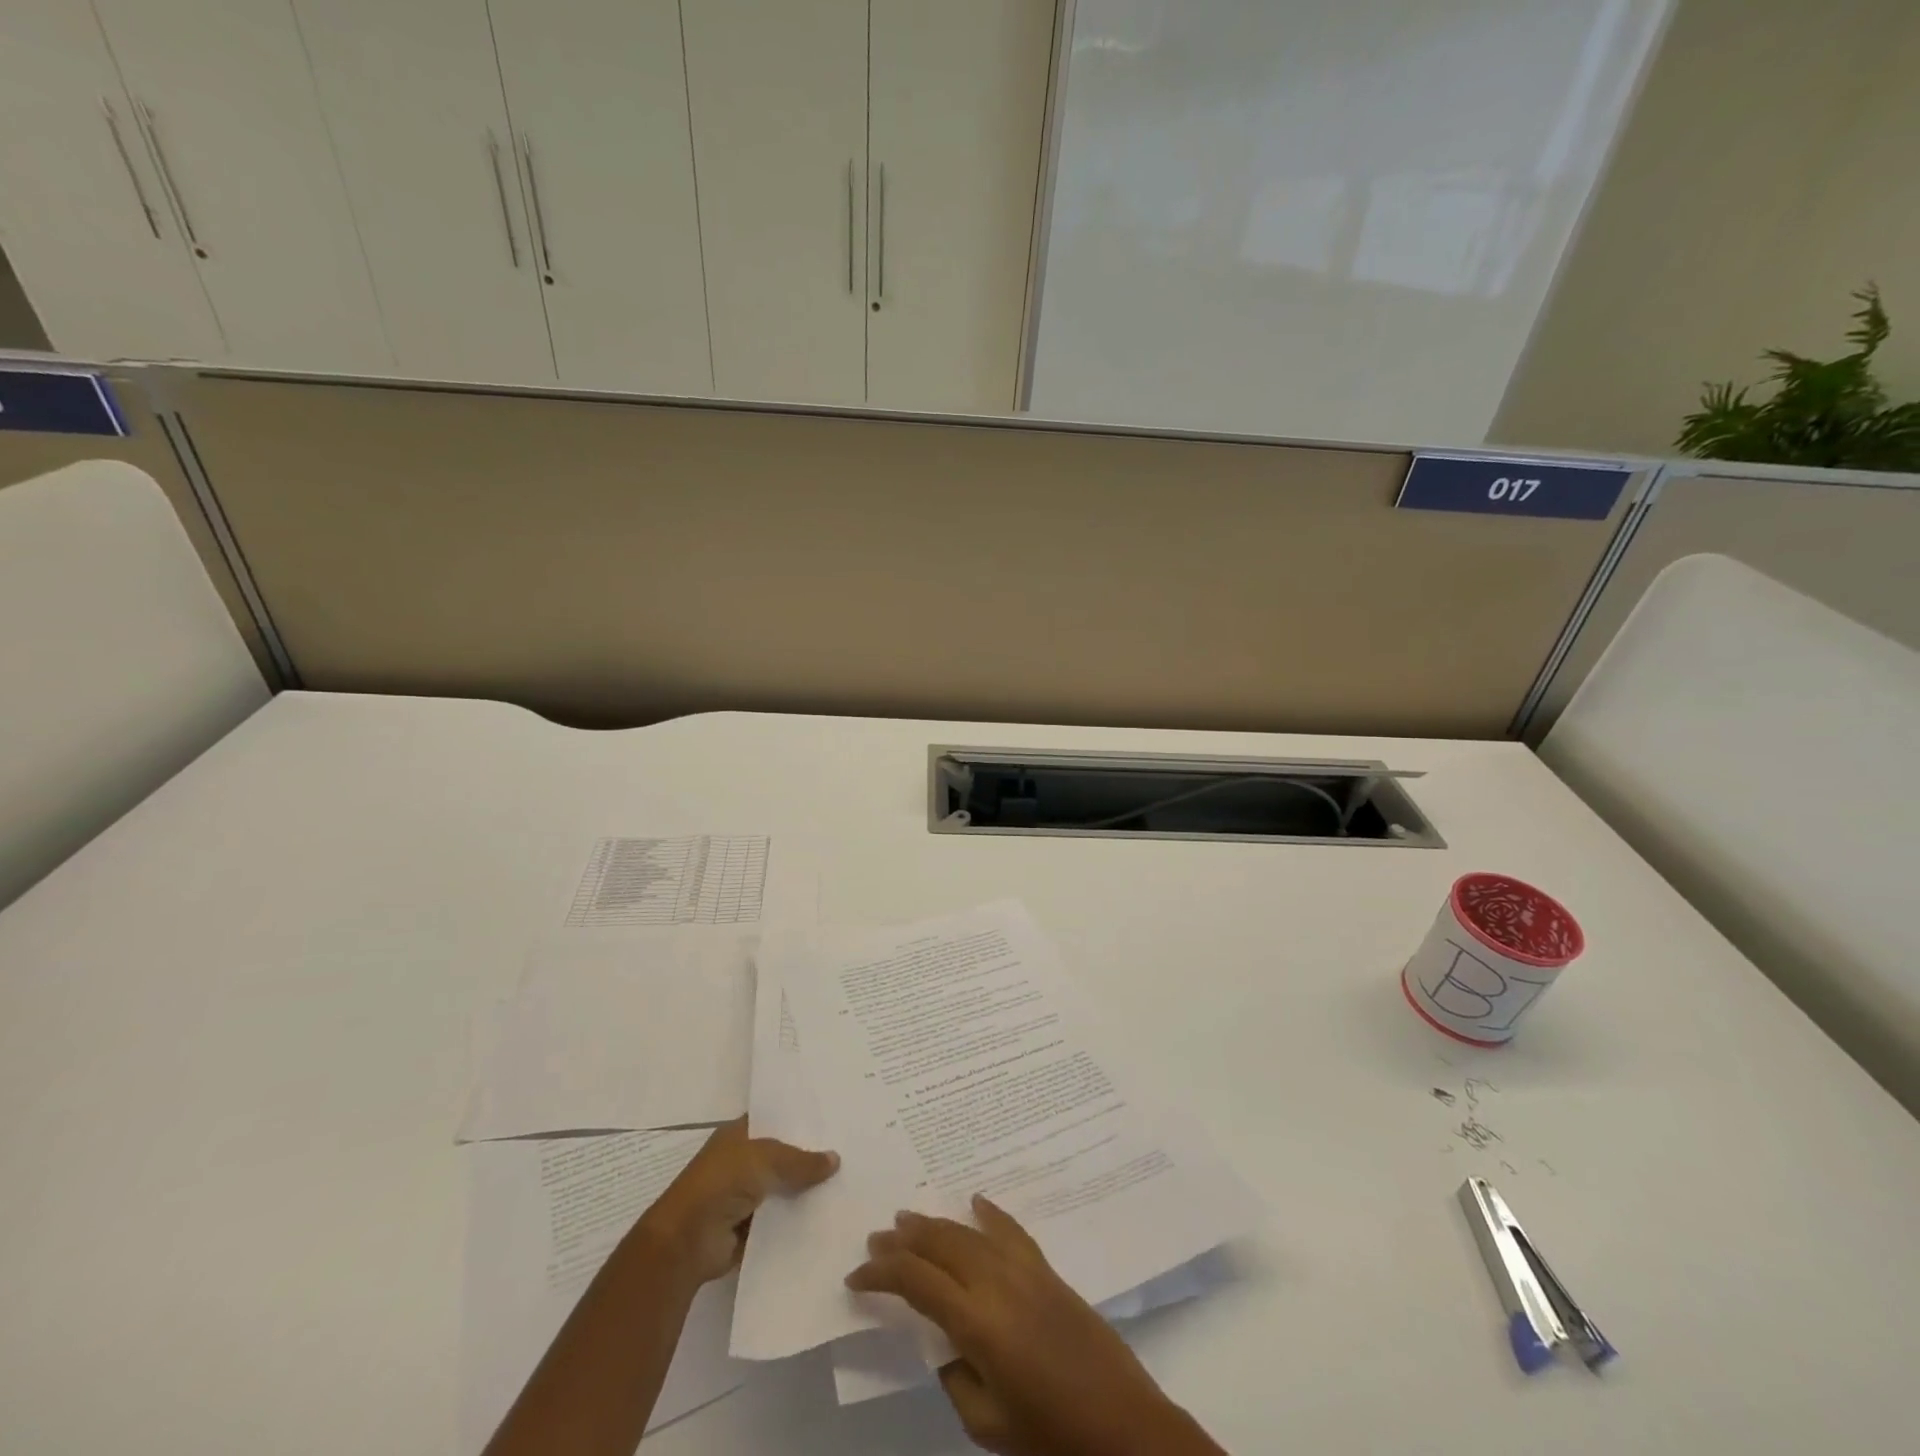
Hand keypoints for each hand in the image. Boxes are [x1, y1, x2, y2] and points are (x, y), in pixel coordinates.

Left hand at [640, 1118, 838, 1285]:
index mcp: (738, 1135)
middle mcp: (740, 1162)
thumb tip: (835, 1159)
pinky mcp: (747, 1228)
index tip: (833, 1122)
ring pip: (782, 1188)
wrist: (686, 1242)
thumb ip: (801, 1160)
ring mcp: (743, 1196)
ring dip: (804, 1191)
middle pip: (781, 1156)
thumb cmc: (721, 1183)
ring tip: (846, 1185)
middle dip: (808, 1157)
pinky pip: (778, 1219)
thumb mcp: (765, 1159)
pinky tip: (826, 1216)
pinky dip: (796, 1220)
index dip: (800, 1121)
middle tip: (849, 1153)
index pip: (774, 1121)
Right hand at [846, 1196, 1224, 1455]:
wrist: (1122, 1424)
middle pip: (940, 1245)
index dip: (883, 1275)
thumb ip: (957, 1377)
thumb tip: (946, 1344)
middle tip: (876, 1238)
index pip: (917, 1283)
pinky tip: (976, 1201)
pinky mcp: (1047, 1269)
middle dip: (904, 1240)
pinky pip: (1011, 1230)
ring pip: (969, 1233)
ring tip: (908, 1218)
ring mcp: (1024, 1270)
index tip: (857, 1275)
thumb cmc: (1050, 1434)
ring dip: (936, 1223)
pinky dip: (990, 1213)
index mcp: (977, 1322)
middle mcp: (997, 1283)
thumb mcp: (988, 1423)